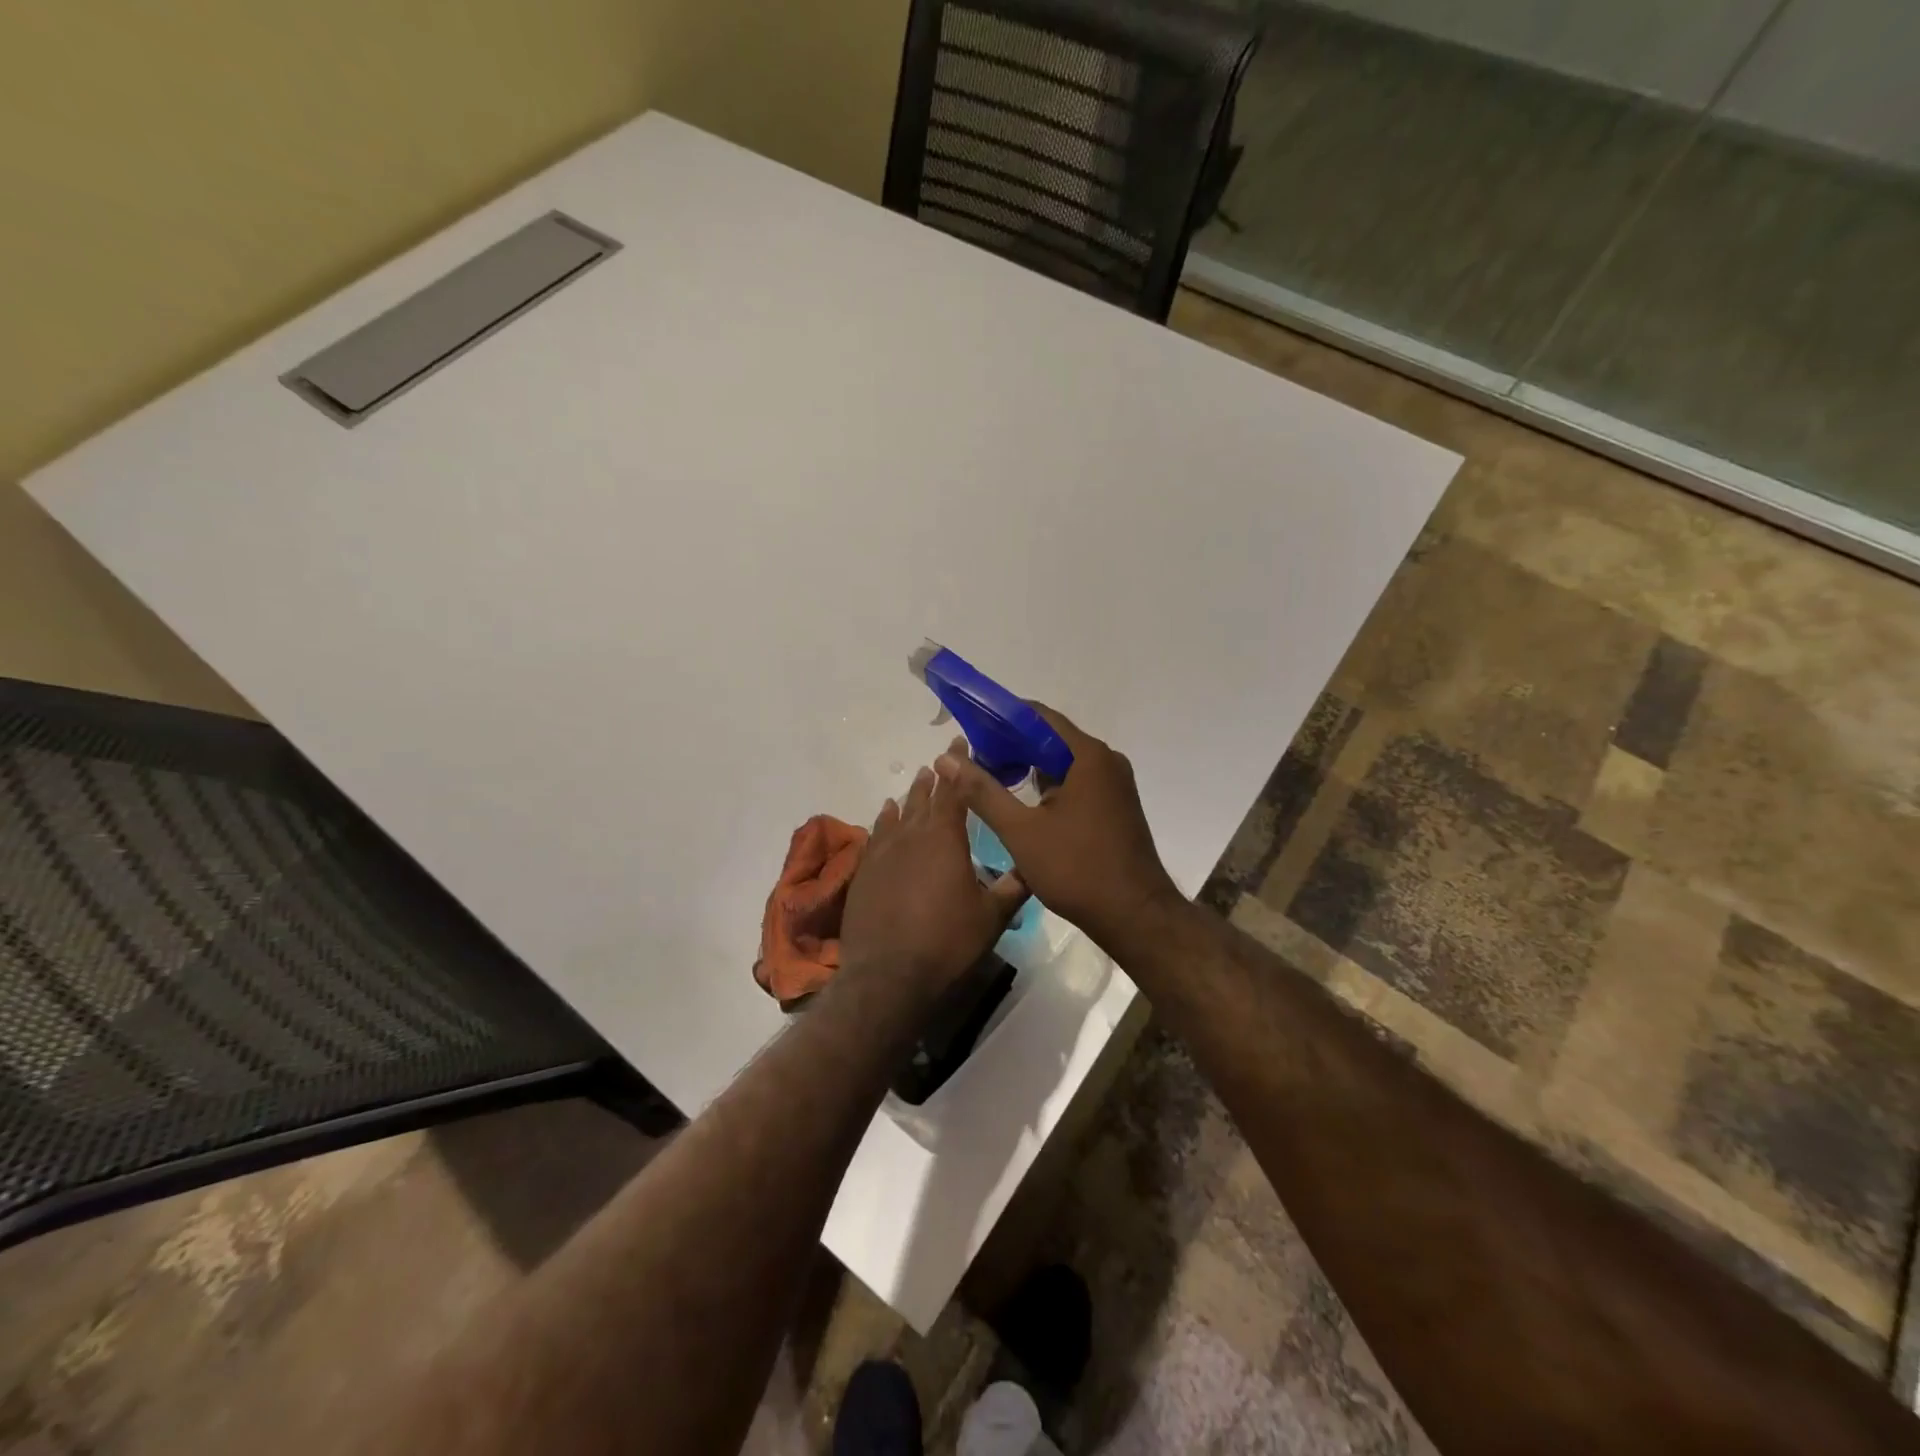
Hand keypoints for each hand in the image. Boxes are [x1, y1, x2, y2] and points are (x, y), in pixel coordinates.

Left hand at [840, 748, 1028, 989]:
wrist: (888, 975)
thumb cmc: (947, 942)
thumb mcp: (992, 917)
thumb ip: (1014, 887)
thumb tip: (1033, 866)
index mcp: (945, 837)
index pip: (955, 790)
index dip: (960, 766)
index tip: (962, 744)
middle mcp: (912, 835)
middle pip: (924, 796)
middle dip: (936, 776)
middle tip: (943, 759)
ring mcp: (883, 852)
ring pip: (899, 812)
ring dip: (910, 795)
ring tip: (917, 779)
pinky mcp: (865, 871)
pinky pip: (877, 834)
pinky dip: (884, 820)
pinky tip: (886, 814)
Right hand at [934, 706, 1181, 952]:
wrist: (1135, 916)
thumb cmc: (1077, 869)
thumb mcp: (1021, 831)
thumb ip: (983, 792)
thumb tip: (946, 760)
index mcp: (1088, 756)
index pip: (1037, 716)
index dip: (1000, 719)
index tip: (969, 731)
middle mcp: (1106, 761)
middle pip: (1050, 738)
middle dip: (1010, 745)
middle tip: (973, 761)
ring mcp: (1114, 784)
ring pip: (1062, 762)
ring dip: (1028, 767)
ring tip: (990, 781)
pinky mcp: (1114, 805)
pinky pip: (1075, 782)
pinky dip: (1047, 785)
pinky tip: (1023, 803)